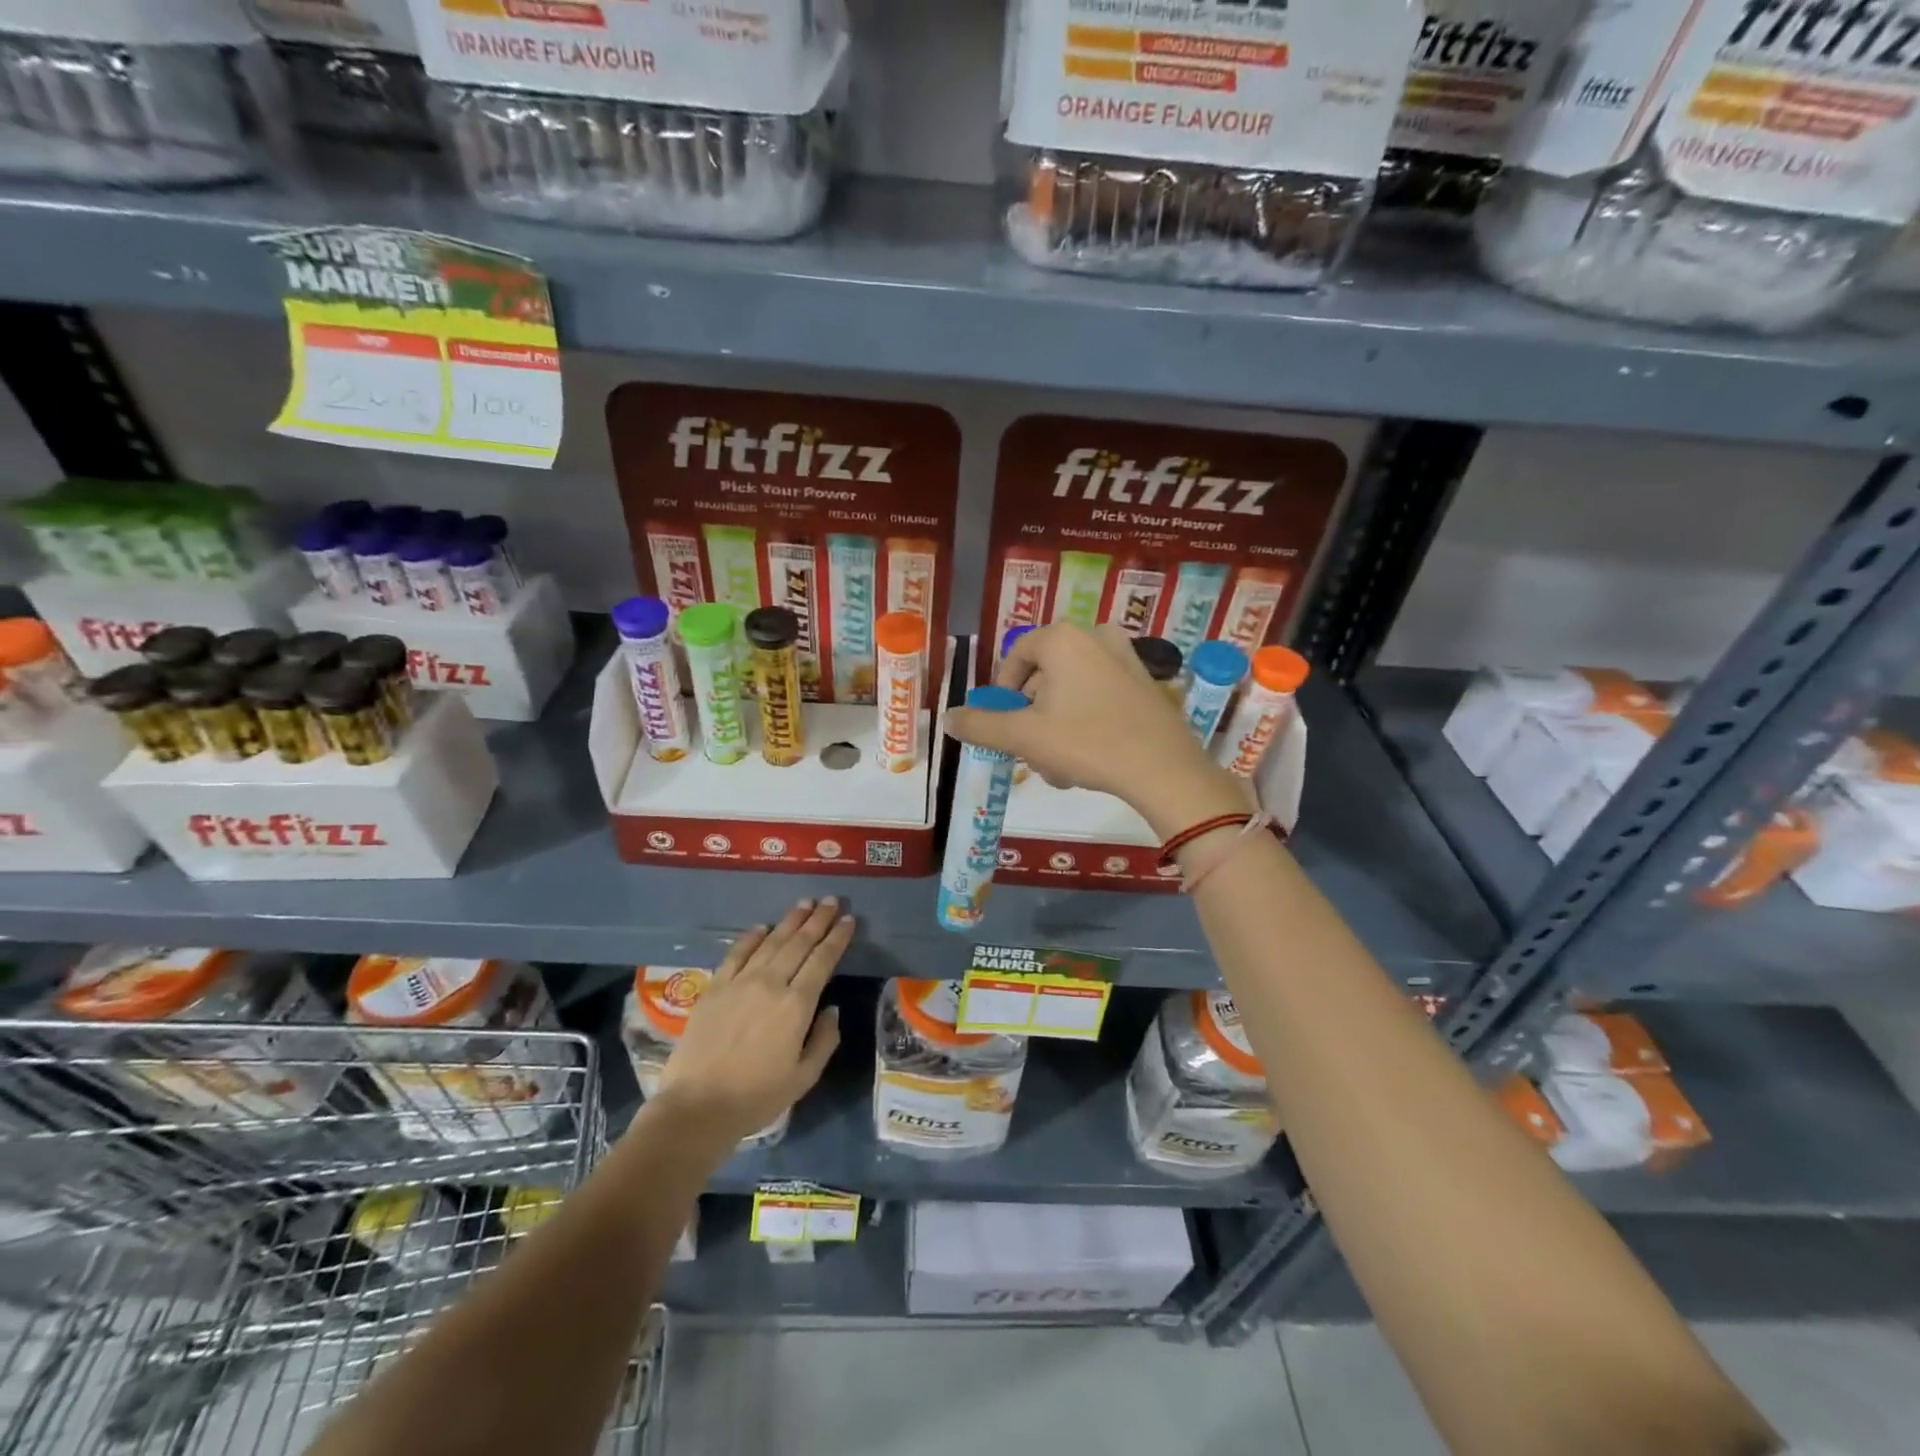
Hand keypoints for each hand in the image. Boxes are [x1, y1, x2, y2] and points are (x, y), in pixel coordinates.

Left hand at [651, 898, 849, 1145]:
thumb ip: (824, 1039)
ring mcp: (740, 982)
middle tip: (831, 901)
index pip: (823, 960)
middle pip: (799, 943)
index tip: (849, 920)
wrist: (697, 1107)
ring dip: (790, 921)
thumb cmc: (756, 1096)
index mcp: (796, 1005)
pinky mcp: (715, 987)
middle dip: (818, 920)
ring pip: (771, 942)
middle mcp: (770, 984)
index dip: (837, 938)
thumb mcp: (804, 1077)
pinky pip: (736, 953)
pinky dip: (752, 937)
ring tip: (805, 904)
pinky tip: (762, 926)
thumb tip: (831, 1009)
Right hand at [944, 624, 1246, 836]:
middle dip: (1031, 715)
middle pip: (1043, 675)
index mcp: (1063, 639)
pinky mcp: (1144, 682)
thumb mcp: (1024, 737)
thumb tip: (948, 718)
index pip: (1016, 656)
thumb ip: (981, 725)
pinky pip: (1098, 695)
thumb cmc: (1087, 743)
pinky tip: (1087, 758)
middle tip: (1031, 750)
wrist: (1163, 769)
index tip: (1003, 724)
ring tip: (1058, 765)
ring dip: (1055, 725)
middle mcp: (1094, 636)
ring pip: (1070, 690)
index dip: (1002, 692)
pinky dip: (1084, 721)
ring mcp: (1125, 657)